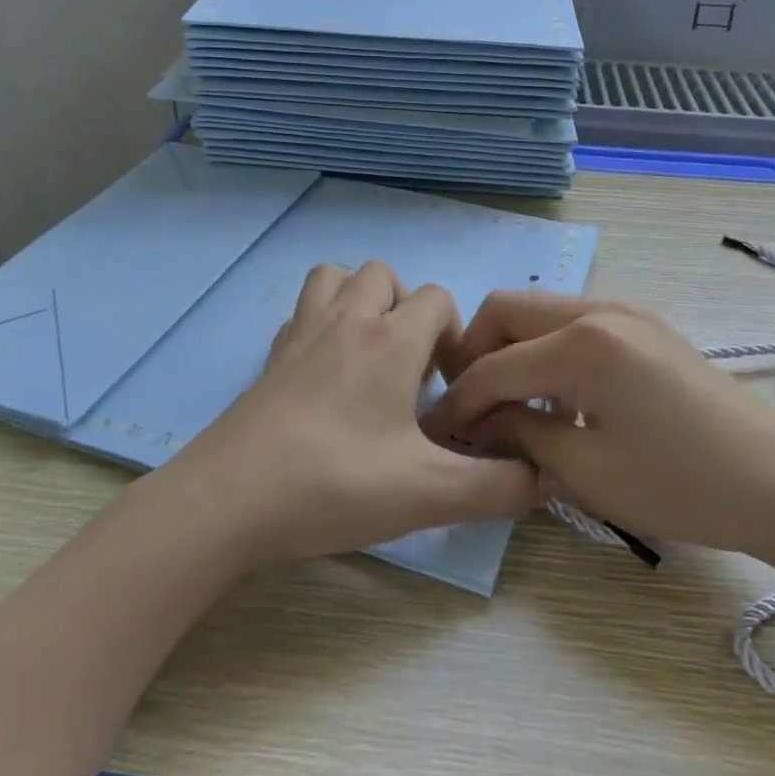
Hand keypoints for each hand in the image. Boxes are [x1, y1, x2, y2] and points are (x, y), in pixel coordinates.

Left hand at [158, 262, 541, 569]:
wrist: (228, 500)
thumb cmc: (335, 484)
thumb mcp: (428, 494)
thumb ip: (498, 488)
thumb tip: (546, 480)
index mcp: (389, 341)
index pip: (437, 298)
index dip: (455, 336)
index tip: (450, 390)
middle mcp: (345, 321)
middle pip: (384, 275)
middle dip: (408, 310)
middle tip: (410, 371)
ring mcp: (300, 334)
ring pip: (335, 277)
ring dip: (360, 301)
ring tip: (371, 356)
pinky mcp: (270, 357)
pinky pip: (302, 312)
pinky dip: (322, 322)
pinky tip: (327, 373)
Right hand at [434, 292, 774, 553]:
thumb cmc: (681, 486)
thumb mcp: (586, 471)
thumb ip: (520, 436)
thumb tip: (477, 423)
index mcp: (583, 342)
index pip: (495, 364)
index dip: (459, 400)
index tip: (436, 431)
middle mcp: (600, 309)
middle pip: (508, 310)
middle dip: (476, 353)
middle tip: (470, 405)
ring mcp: (628, 312)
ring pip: (541, 313)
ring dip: (514, 351)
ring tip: (515, 408)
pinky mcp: (646, 327)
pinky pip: (576, 325)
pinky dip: (550, 353)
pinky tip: (563, 402)